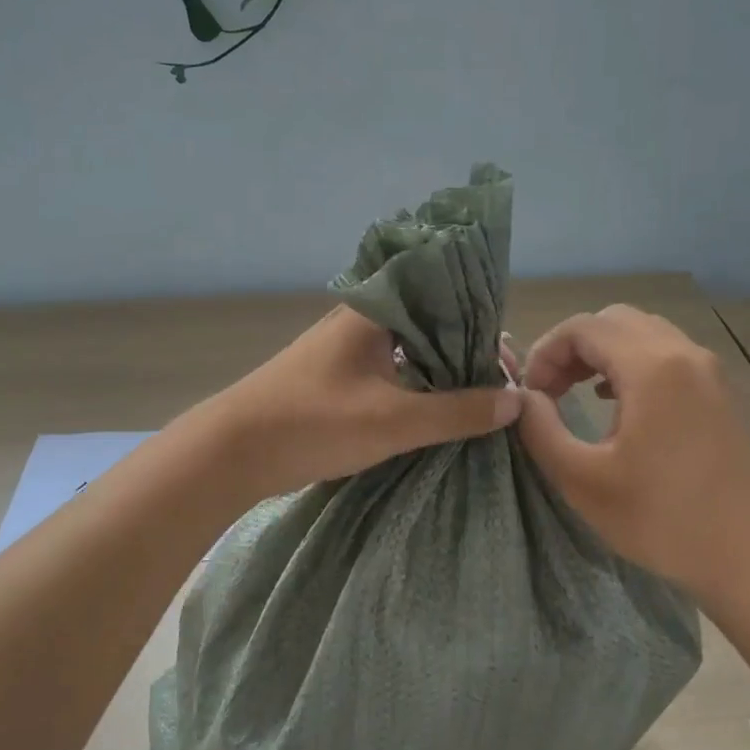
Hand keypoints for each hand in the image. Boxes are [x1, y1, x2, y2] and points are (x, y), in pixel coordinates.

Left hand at [205, 307, 521, 498]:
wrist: (233, 452)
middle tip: (502, 388)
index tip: (511, 364)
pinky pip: (391, 370)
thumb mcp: (394, 420)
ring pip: (410, 349)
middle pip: (430, 323)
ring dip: (442, 372)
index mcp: (375, 309)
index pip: (446, 298)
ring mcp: (346, 347)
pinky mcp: (336, 375)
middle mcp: (362, 318)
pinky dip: (417, 385)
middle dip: (468, 353)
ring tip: (480, 401)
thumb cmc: (313, 423)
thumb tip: (516, 400)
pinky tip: (438, 409)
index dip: (483, 328)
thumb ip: (457, 410)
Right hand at [515, 305, 749, 596]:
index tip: (529, 395)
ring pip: (639, 332)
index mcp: (652, 368)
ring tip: (573, 393)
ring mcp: (707, 370)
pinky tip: (612, 401)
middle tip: (548, 391)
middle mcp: (683, 353)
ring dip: (599, 353)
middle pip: (612, 320)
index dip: (544, 352)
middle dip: (570, 347)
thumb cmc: (661, 520)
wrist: (748, 555)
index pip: (582, 327)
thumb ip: (541, 429)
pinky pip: (663, 352)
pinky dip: (628, 363)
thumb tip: (523, 397)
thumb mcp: (581, 480)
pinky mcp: (716, 390)